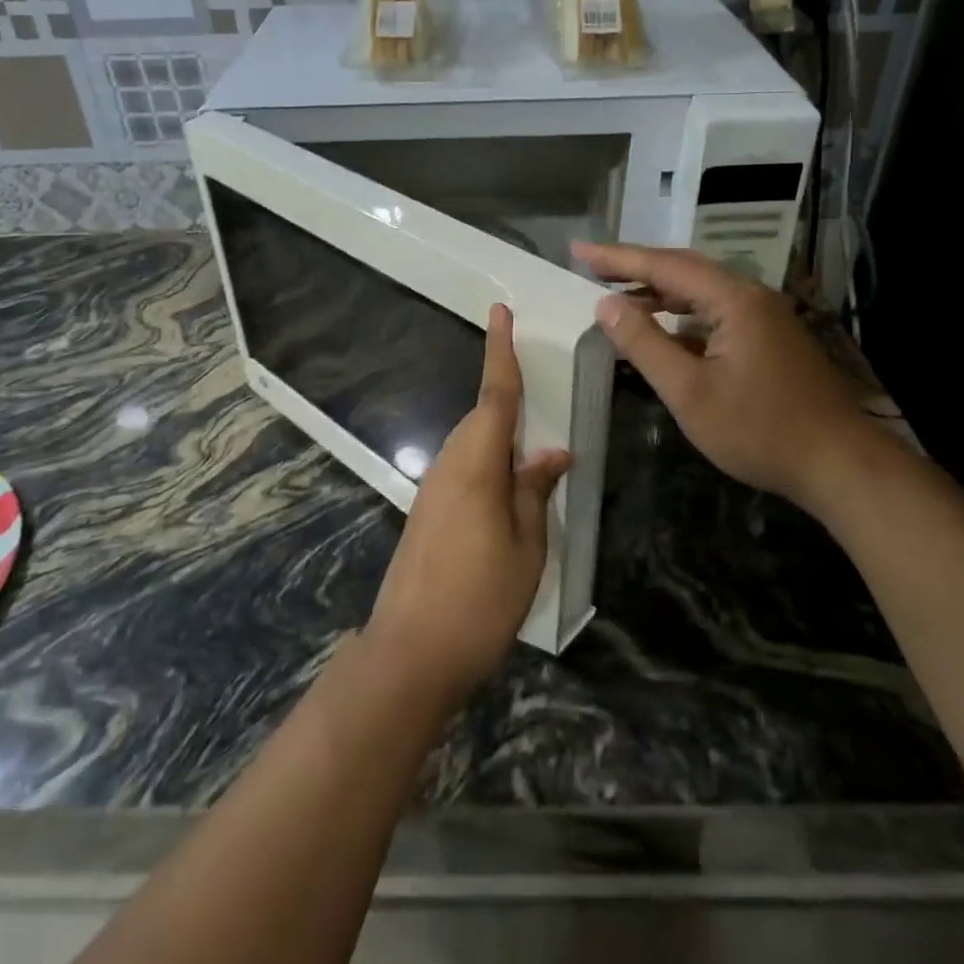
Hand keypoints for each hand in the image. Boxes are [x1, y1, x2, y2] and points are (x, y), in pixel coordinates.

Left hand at [364, 304, 569, 704]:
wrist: (410, 652)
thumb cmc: (480, 599)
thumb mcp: (526, 547)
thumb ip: (535, 492)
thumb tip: (552, 454)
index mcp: (477, 464)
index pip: (495, 395)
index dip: (500, 351)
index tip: (500, 311)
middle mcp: (449, 465)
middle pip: (483, 419)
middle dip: (509, 403)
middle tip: (543, 402)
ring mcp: (433, 490)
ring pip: (472, 446)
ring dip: (501, 440)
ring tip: (535, 460)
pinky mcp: (426, 513)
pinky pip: (463, 471)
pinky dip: (488, 467)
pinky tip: (508, 496)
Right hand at [573, 242, 881, 515]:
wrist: (839, 465)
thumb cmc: (759, 430)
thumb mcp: (689, 391)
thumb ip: (644, 344)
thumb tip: (606, 306)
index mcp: (733, 300)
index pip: (664, 265)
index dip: (617, 257)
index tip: (578, 250)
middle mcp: (751, 296)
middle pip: (684, 269)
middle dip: (636, 266)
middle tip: (592, 266)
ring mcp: (765, 317)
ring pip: (701, 291)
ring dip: (658, 290)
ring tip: (618, 295)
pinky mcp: (769, 339)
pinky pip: (715, 312)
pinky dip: (681, 314)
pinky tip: (663, 329)